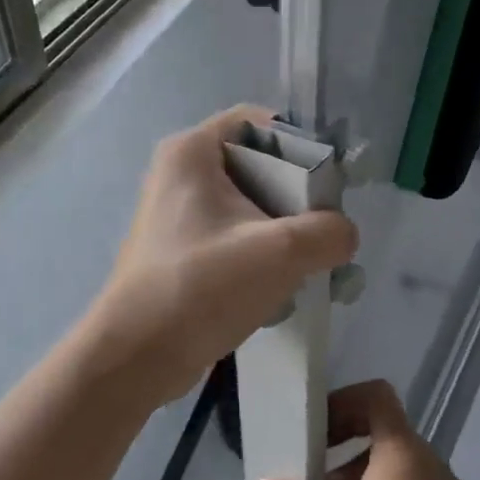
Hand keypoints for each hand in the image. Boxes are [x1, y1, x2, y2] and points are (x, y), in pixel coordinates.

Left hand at [89, 106, 358, 404]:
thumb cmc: (202, 287)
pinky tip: (282, 288)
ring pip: (249, 209)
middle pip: (258, 167)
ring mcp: (177, 216)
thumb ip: (328, 232)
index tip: (331, 185)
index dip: (301, 145)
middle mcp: (180, 175)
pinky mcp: (181, 252)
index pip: (259, 123)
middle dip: (299, 199)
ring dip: (285, 234)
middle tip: (325, 232)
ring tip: (311, 265)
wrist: (137, 356)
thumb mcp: (280, 252)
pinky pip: (234, 239)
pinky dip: (261, 257)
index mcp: (192, 152)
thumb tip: (342, 234)